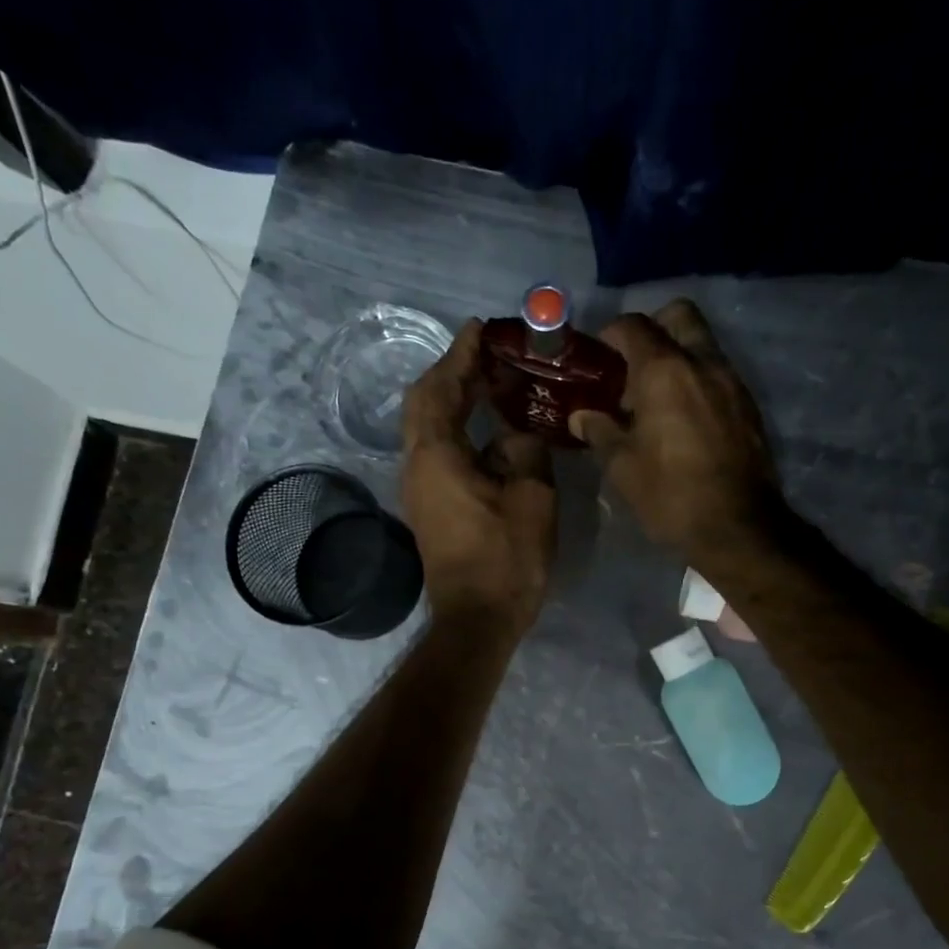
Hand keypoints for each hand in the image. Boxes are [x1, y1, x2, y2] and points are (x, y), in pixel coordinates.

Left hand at [403, 320, 556, 633]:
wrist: (477, 619)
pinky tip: (488, 431)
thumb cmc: (506, 560)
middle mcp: (417, 465)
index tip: (482, 329)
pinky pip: (437, 451)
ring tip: (492, 385)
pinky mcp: (429, 508)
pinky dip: (457, 429)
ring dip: (454, 400)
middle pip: (425, 402)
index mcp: (437, 455)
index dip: (462, 354)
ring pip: (428, 427)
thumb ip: (525, 450)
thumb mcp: (531, 498)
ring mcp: (419, 489)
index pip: (441, 387)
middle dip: (454, 373)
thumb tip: (516, 433)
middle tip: (490, 356)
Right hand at [570, 299, 784, 557]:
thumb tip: (581, 416)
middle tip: (632, 367)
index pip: (634, 326)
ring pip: (703, 346)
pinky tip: (683, 421)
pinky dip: (697, 383)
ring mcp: (732, 382)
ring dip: (678, 358)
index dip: (610, 334)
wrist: (736, 526)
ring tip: (655, 400)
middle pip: (679, 316)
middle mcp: (703, 363)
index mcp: (665, 370)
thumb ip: (600, 431)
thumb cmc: (669, 494)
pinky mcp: (749, 407)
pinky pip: (718, 376)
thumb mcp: (622, 466)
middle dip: (653, 329)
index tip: (598, 357)